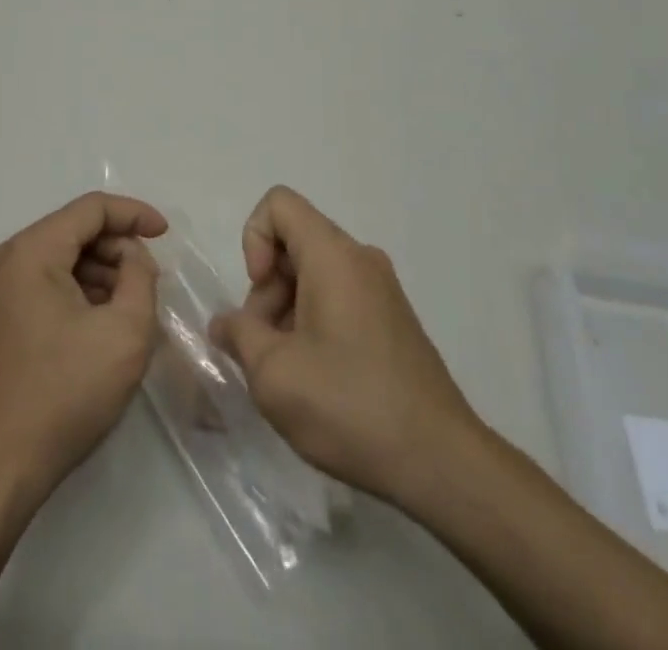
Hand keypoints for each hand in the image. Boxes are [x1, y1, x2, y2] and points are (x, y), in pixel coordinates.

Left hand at [0, 192, 167, 508]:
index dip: (133, 213)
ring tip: (130, 307)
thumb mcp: (124, 333)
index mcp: (29, 252)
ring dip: (99, 273)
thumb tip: (132, 257)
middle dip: (117, 249)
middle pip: (72, 231)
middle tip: (150, 281)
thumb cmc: (62, 395)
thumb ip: (140, 277)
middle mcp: (4, 260)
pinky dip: (76, 293)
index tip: (166, 234)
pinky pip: (42, 285)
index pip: (90, 208)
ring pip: (58, 260)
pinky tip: (99, 325)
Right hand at [208, 186, 480, 507]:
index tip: (259, 294)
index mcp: (334, 255)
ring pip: (315, 275)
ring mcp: (382, 290)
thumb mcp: (273, 374)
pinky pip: (340, 299)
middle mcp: (361, 259)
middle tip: (265, 350)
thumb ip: (238, 336)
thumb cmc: (350, 405)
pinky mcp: (393, 321)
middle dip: (267, 289)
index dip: (253, 239)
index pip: (279, 204)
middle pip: (295, 243)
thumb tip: (225, 324)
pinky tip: (318, 382)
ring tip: (289, 374)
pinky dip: (315, 325)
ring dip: (287, 312)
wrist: (441, 464)